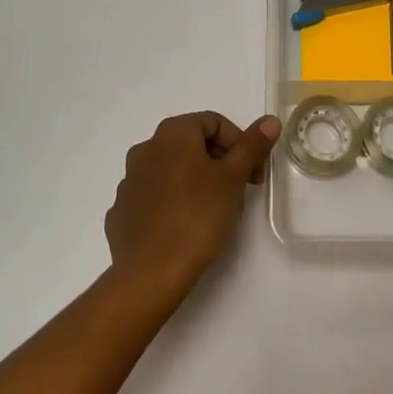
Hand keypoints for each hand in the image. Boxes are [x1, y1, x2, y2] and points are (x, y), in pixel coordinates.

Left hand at [105, 111, 280, 303]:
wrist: (151, 273)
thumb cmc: (198, 216)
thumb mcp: (233, 178)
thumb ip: (251, 146)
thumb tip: (270, 120)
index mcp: (172, 134)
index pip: (214, 122)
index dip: (240, 143)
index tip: (254, 172)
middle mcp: (145, 149)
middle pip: (191, 143)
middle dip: (220, 161)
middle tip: (240, 189)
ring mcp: (129, 181)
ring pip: (171, 170)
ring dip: (195, 180)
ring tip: (214, 209)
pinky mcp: (122, 211)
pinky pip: (154, 196)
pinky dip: (173, 202)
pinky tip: (185, 225)